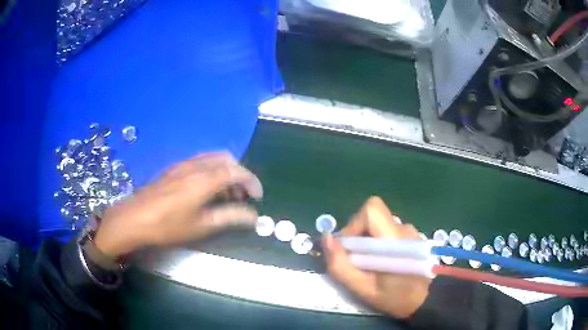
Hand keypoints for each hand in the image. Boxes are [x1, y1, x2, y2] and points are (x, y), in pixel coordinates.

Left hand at [93, 152, 262, 258]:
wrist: (135, 218)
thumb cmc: (168, 225)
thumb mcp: (202, 225)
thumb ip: (230, 217)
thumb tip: (254, 217)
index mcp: (205, 179)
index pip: (237, 172)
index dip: (251, 182)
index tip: (258, 197)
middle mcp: (196, 165)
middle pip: (227, 160)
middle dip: (239, 176)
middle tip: (241, 197)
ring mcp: (184, 165)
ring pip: (213, 160)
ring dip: (226, 173)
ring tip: (226, 195)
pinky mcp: (175, 169)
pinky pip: (201, 162)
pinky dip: (212, 172)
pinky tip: (207, 191)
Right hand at [323, 196, 431, 318]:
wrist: (428, 299)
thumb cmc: (396, 297)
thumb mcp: (364, 289)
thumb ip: (341, 266)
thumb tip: (326, 238)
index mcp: (394, 239)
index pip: (371, 210)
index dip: (354, 225)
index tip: (349, 249)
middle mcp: (403, 228)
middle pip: (372, 217)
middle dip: (357, 235)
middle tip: (357, 261)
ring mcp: (409, 231)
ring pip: (378, 225)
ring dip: (367, 241)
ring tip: (370, 265)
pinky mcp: (410, 236)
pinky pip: (387, 231)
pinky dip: (377, 243)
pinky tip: (382, 263)